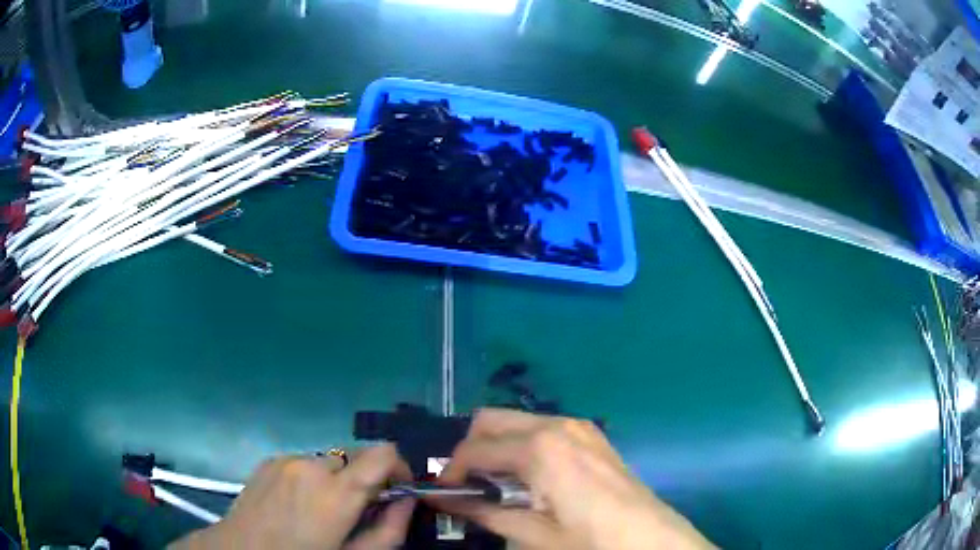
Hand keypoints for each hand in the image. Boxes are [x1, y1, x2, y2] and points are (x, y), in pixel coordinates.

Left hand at [169, 444, 415, 549]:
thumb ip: (390, 530)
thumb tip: (406, 502)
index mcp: (337, 491)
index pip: (383, 453)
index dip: (398, 467)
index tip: (396, 489)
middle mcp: (313, 464)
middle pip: (357, 457)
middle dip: (365, 479)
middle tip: (357, 510)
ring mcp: (287, 458)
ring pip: (330, 460)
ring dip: (337, 479)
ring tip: (322, 509)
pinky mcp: (270, 459)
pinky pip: (304, 461)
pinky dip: (312, 477)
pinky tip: (297, 503)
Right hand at [435, 409, 715, 549]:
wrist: (652, 538)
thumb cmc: (590, 540)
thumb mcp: (533, 534)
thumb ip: (484, 512)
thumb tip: (442, 500)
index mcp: (540, 448)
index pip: (475, 449)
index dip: (452, 471)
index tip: (442, 493)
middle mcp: (556, 425)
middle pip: (491, 420)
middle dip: (471, 449)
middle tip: (468, 486)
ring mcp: (578, 426)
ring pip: (517, 422)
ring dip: (497, 448)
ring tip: (497, 487)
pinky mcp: (591, 435)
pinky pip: (543, 429)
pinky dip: (523, 447)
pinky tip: (530, 480)